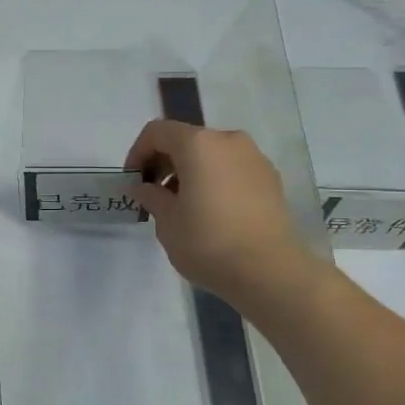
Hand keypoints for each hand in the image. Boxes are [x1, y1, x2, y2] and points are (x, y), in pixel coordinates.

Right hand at [127, 119, 321, 306]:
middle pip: (186, 140)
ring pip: (212, 154)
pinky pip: (232, 169)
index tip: (133, 182)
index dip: (137, 153)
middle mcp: (228, 141)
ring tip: (183, 206)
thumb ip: (151, 196)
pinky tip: (211, 212)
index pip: (157, 132)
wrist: (270, 271)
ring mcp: (255, 158)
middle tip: (154, 195)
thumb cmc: (208, 242)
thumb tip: (143, 187)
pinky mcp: (271, 179)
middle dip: (165, 162)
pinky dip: (215, 180)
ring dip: (191, 172)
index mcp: (198, 144)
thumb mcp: (167, 222)